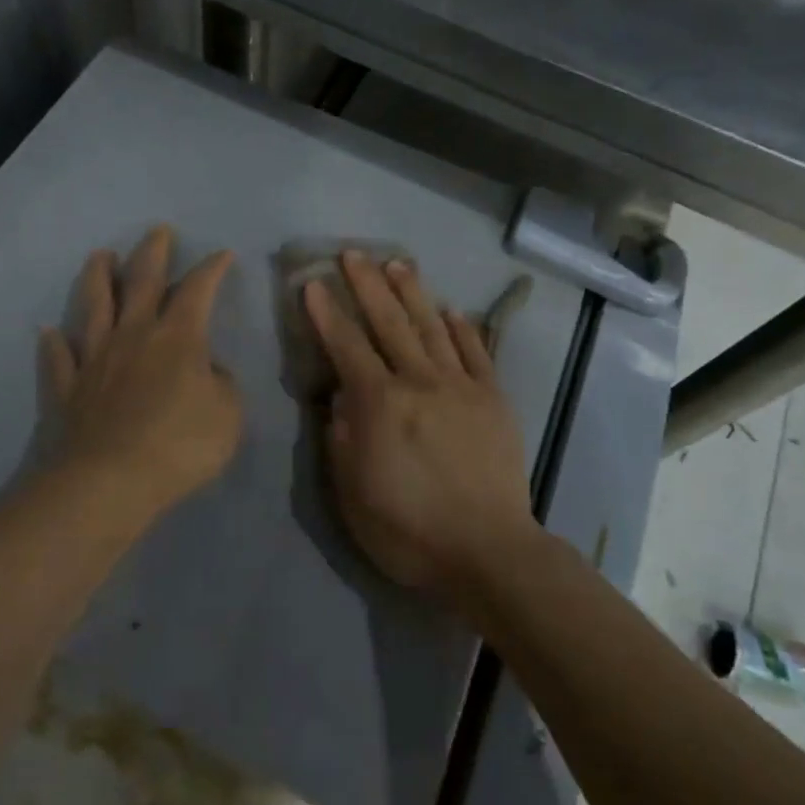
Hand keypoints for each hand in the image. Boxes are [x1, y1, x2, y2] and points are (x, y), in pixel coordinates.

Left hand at [41, 225, 241, 514]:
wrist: (108, 482)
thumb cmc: (179, 446)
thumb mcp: (228, 415)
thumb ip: (222, 384)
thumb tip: (206, 368)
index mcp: (177, 338)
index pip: (198, 290)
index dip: (212, 269)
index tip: (222, 254)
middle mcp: (133, 335)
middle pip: (142, 282)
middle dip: (152, 253)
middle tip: (158, 231)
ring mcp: (94, 359)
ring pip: (94, 306)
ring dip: (98, 277)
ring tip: (100, 255)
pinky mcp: (66, 388)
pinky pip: (57, 359)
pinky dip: (53, 344)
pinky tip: (48, 332)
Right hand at [303, 252, 537, 598]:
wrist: (489, 552)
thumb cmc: (409, 530)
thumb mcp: (353, 494)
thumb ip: (341, 438)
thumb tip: (339, 397)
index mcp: (381, 404)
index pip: (347, 347)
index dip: (326, 314)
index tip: (311, 284)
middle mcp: (420, 382)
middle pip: (390, 322)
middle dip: (368, 285)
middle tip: (353, 252)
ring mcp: (461, 386)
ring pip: (432, 327)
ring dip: (413, 292)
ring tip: (398, 263)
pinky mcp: (493, 399)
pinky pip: (476, 352)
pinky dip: (462, 327)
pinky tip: (452, 309)